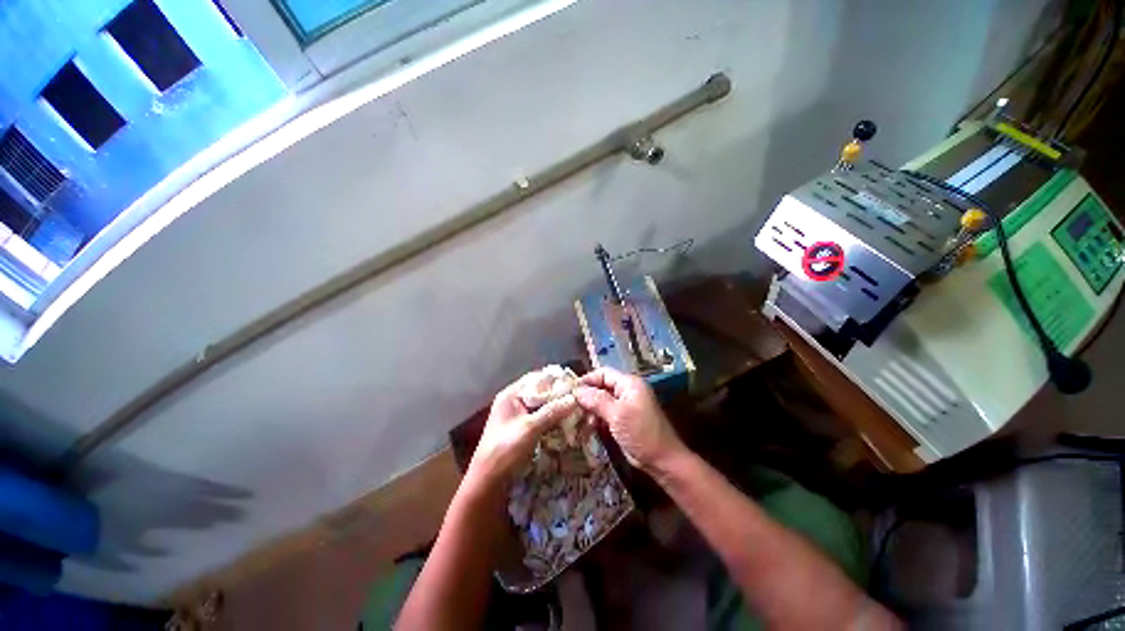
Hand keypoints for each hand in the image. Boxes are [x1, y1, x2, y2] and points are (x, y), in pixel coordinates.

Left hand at [466, 373, 578, 490]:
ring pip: (542, 406)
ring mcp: (517, 416)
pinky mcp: (521, 430)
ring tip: (577, 411)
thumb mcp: (530, 428)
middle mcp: (514, 401)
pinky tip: (566, 424)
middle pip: (541, 392)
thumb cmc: (505, 450)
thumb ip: (553, 411)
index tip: (576, 385)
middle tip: (580, 399)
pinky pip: (540, 418)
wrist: (487, 482)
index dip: (556, 380)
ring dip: (557, 409)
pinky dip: (553, 420)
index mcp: (511, 394)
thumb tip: (575, 398)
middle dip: (559, 396)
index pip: (537, 378)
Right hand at [573, 367, 684, 471]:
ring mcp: (625, 406)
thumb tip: (576, 390)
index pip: (603, 373)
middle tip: (570, 407)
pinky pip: (605, 414)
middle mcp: (626, 391)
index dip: (587, 380)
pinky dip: (596, 419)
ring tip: (578, 420)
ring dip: (590, 410)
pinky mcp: (623, 420)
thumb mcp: (617, 414)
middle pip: (601, 387)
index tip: (570, 391)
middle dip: (586, 396)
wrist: (662, 460)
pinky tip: (587, 428)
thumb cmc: (641, 433)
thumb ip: (596, 400)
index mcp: (629, 383)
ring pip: (601, 401)